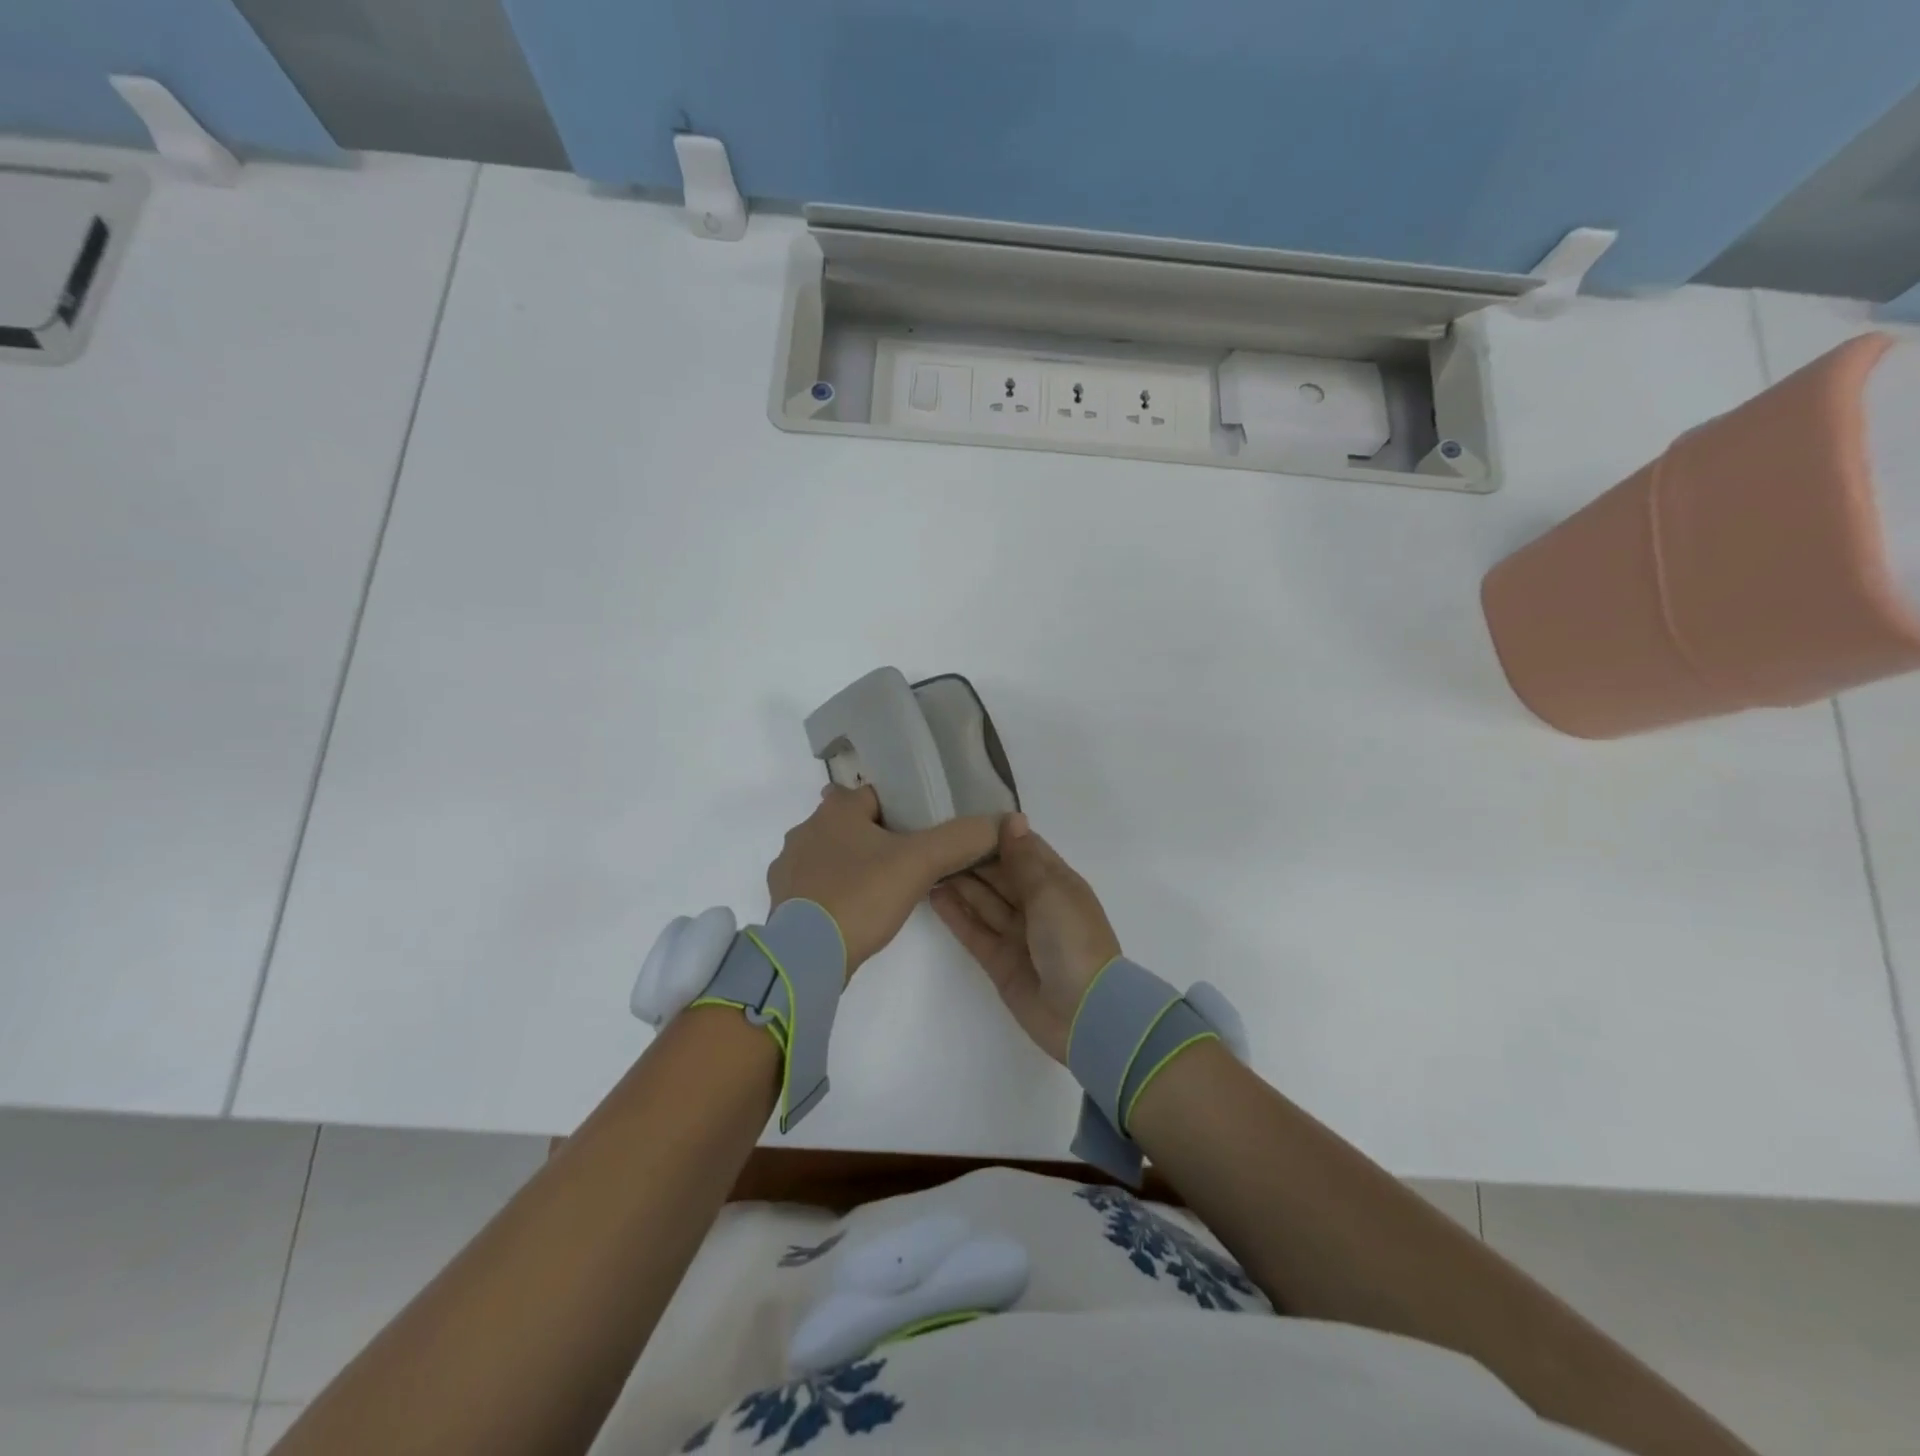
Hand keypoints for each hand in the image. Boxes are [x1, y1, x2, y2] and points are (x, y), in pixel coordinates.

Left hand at [768, 784, 1002, 977]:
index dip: (905, 811)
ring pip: (833, 854)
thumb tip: (1003, 820)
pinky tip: (857, 911)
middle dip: (879, 838)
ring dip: (856, 865)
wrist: (806, 958)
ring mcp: (789, 867)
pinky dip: (837, 892)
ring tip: (885, 888)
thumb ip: (961, 839)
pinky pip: (818, 885)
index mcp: (836, 810)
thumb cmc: (861, 896)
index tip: (926, 833)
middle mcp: (806, 829)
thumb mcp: (920, 863)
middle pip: (853, 824)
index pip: (877, 795)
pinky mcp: (784, 901)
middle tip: (911, 862)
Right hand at [930, 814, 1122, 1061]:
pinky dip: (956, 915)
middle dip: (973, 859)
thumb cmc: (1073, 940)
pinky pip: (974, 931)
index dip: (997, 836)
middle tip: (936, 840)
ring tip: (928, 864)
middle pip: (1001, 875)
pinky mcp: (1000, 961)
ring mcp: (1018, 935)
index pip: (1024, 850)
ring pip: (984, 902)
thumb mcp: (1051, 891)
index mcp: (1058, 884)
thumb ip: (1023, 858)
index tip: (965, 821)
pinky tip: (934, 895)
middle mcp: (1037, 906)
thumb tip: (1012, 818)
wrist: (1085, 1014)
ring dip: (960, 884)